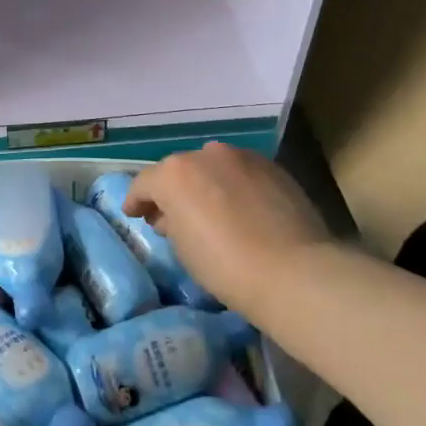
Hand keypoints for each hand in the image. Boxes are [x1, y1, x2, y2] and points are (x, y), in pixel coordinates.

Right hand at [123, 144, 329, 312]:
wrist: (292, 271)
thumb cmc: (224, 264)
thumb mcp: (181, 246)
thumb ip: (170, 221)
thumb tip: (173, 215)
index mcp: (174, 173)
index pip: (144, 183)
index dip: (136, 201)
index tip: (133, 214)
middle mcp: (205, 154)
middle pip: (179, 170)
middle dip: (172, 191)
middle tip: (171, 216)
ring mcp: (242, 157)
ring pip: (212, 167)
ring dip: (205, 184)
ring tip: (209, 210)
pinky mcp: (273, 167)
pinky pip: (241, 173)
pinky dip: (233, 186)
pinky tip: (239, 208)